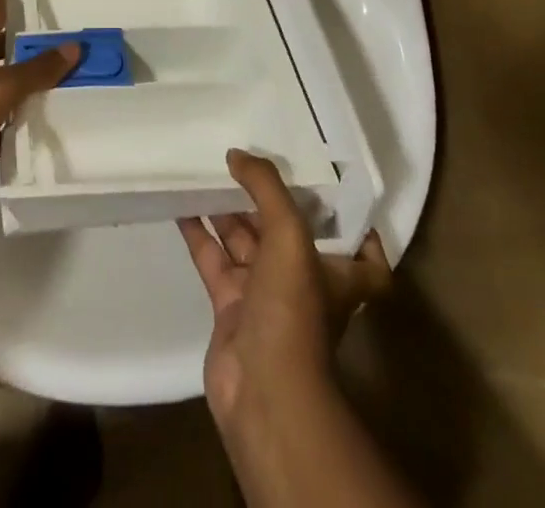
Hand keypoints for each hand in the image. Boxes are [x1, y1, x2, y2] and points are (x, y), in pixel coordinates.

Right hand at [178, 149, 391, 430]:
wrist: (262, 390)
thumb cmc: (293, 309)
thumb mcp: (290, 235)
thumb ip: (266, 187)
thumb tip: (237, 154)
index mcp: (337, 274)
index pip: (364, 255)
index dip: (356, 228)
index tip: (333, 191)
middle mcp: (304, 283)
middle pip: (287, 234)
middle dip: (267, 200)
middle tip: (245, 160)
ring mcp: (265, 297)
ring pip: (246, 243)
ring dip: (228, 211)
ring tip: (207, 170)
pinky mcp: (231, 308)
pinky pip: (214, 260)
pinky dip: (200, 234)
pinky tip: (181, 204)